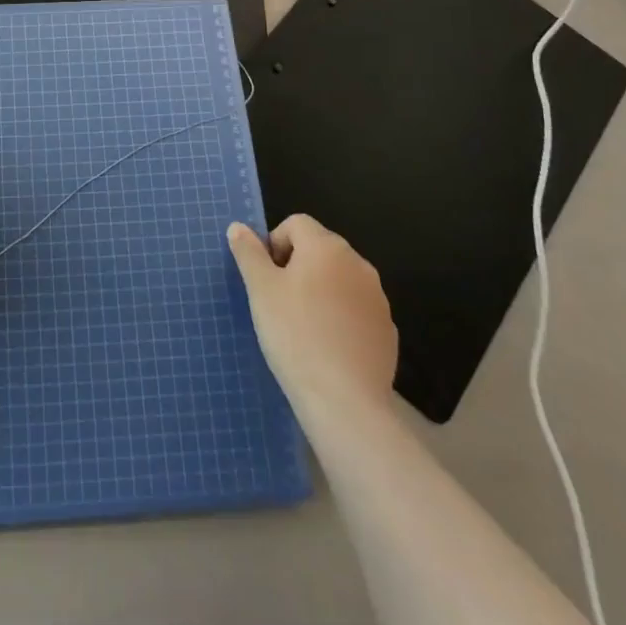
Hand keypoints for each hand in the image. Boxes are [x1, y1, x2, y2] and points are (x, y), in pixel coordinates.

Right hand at [227, 214, 396, 415]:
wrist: (345, 401)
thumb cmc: (295, 334)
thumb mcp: (260, 290)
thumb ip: (248, 253)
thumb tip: (238, 227)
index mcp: (326, 247)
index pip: (296, 224)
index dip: (275, 244)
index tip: (265, 277)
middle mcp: (358, 263)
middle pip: (320, 249)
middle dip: (297, 266)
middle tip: (278, 301)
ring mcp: (377, 298)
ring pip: (339, 280)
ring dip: (320, 291)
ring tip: (302, 326)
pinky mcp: (387, 331)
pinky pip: (356, 310)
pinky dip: (340, 318)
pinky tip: (326, 346)